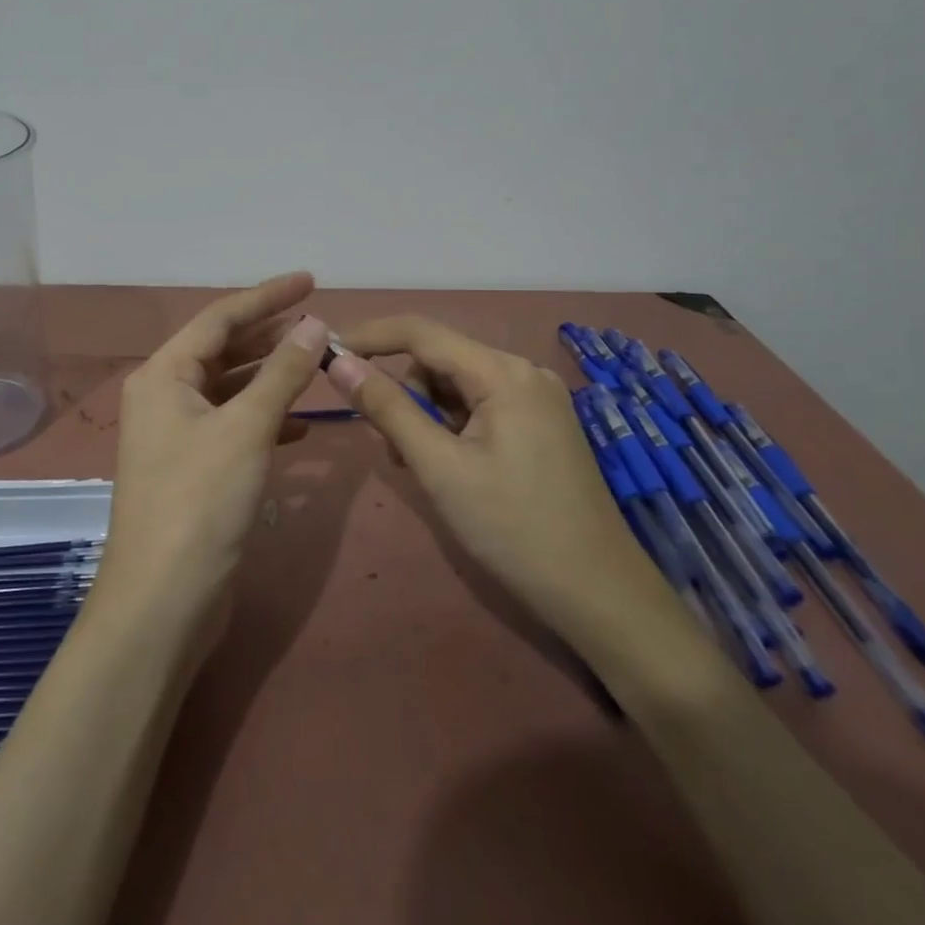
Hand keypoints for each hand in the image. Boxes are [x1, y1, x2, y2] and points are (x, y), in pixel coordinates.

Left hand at [93, 273, 329, 636]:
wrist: (163, 600)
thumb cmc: (200, 501)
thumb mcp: (246, 428)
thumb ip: (282, 373)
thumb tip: (315, 324)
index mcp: (164, 375)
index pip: (220, 318)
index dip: (266, 297)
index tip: (311, 281)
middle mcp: (164, 397)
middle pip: (223, 350)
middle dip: (269, 335)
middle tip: (318, 322)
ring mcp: (177, 436)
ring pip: (230, 390)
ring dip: (270, 378)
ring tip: (315, 365)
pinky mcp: (194, 470)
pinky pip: (234, 427)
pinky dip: (266, 421)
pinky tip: (301, 428)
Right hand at [325, 316, 676, 643]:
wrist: (597, 592)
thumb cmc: (512, 527)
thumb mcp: (439, 467)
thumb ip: (387, 409)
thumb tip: (340, 362)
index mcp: (503, 372)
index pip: (420, 332)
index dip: (369, 337)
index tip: (327, 354)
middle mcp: (523, 372)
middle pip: (439, 360)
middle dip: (405, 394)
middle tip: (392, 449)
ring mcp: (536, 398)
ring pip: (457, 386)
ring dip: (426, 416)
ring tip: (422, 467)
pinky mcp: (540, 424)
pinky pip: (480, 406)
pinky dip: (452, 428)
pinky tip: (450, 467)